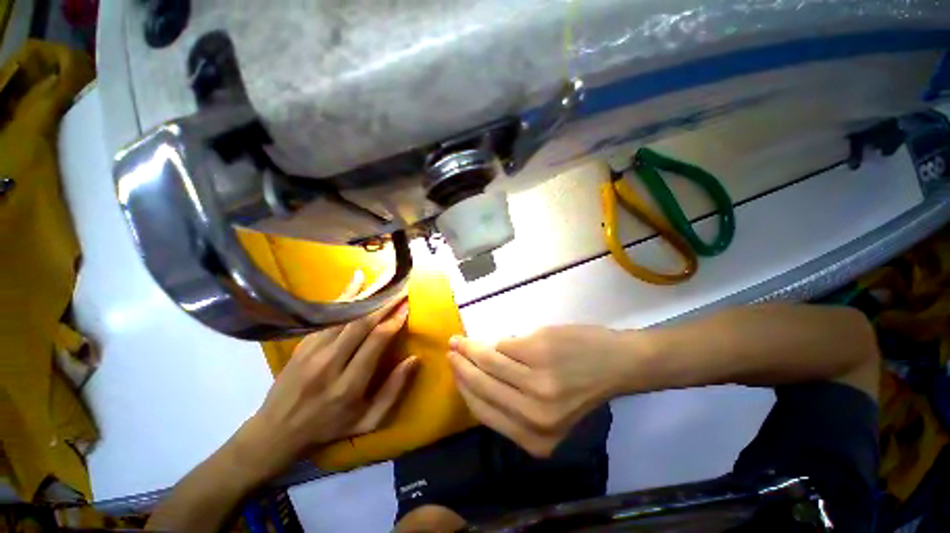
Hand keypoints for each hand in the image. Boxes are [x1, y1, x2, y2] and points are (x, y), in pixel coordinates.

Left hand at [235, 273, 418, 480]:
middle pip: (362, 323)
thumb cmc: (328, 428)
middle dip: (385, 302)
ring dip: (368, 294)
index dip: (394, 320)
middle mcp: (330, 363)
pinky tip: (356, 279)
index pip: (377, 342)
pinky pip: (328, 315)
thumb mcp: (368, 421)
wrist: (275, 433)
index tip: (408, 305)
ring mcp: (312, 351)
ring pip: (345, 315)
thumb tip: (414, 359)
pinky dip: (345, 296)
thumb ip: (393, 391)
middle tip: (401, 285)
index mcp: (349, 385)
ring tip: (385, 278)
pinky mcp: (303, 343)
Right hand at [449, 325, 629, 456]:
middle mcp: (534, 416)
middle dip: (461, 367)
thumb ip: (513, 404)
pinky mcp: (538, 352)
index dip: (464, 390)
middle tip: (451, 351)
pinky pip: (504, 345)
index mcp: (535, 438)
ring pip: (489, 362)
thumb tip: (475, 379)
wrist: (615, 362)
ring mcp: (536, 382)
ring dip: (470, 349)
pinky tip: (490, 339)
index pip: (484, 412)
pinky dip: (496, 341)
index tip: (453, 373)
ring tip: (459, 340)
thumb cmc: (581, 385)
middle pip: (482, 386)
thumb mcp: (548, 412)